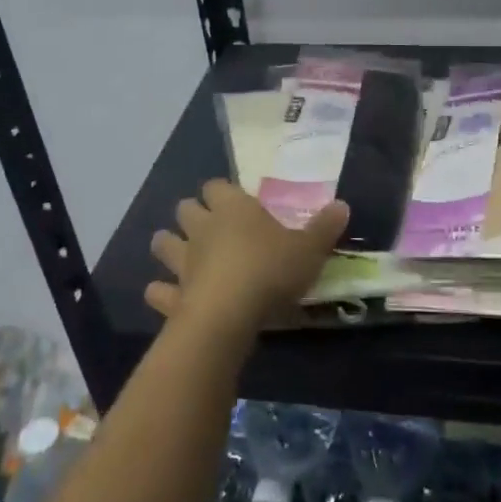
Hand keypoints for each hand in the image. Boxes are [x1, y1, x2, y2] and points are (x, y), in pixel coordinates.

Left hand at [147, 181, 348, 336]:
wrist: (229, 315)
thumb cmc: (270, 271)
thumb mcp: (309, 249)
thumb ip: (324, 227)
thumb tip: (342, 205)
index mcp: (233, 208)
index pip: (217, 186)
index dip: (223, 192)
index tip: (235, 201)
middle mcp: (202, 228)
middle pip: (186, 209)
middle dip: (193, 214)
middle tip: (209, 226)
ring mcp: (183, 261)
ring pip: (164, 243)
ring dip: (169, 246)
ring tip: (181, 255)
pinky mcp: (173, 295)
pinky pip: (158, 290)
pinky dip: (161, 292)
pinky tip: (166, 296)